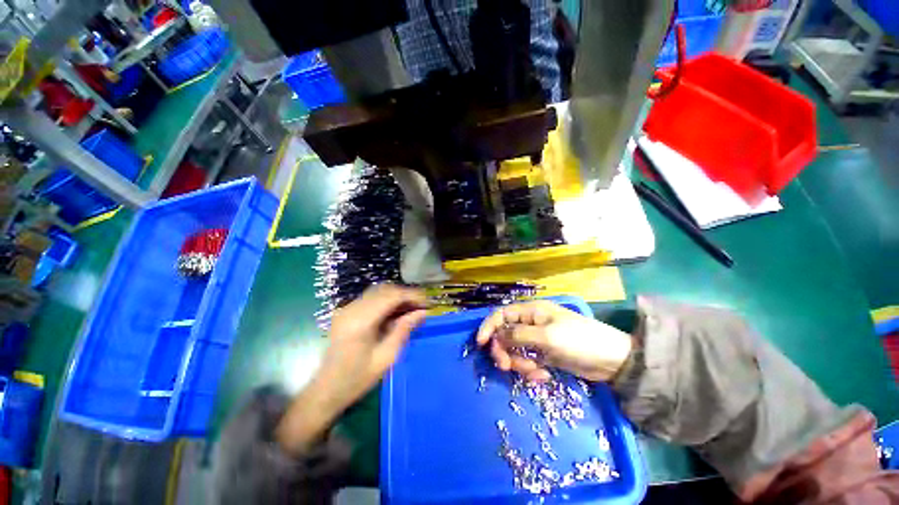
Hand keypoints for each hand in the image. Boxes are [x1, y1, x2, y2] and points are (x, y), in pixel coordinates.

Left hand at [276, 284, 426, 454]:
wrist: (326, 391)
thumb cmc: (358, 379)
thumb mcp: (387, 357)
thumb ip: (404, 330)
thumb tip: (423, 312)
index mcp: (361, 321)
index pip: (391, 296)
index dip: (412, 296)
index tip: (427, 303)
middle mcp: (352, 309)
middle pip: (385, 289)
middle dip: (406, 294)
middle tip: (421, 307)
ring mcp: (347, 308)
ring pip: (378, 291)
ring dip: (397, 296)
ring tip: (412, 309)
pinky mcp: (346, 311)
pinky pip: (371, 298)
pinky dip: (387, 301)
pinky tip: (396, 312)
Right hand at [476, 300, 632, 382]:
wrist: (612, 361)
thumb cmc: (579, 341)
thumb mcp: (547, 337)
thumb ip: (518, 336)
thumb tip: (496, 337)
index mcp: (531, 312)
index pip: (501, 315)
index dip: (488, 327)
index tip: (480, 344)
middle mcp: (530, 324)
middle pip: (505, 335)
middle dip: (504, 351)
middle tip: (506, 367)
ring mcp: (537, 340)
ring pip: (514, 351)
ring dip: (519, 364)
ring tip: (535, 374)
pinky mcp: (543, 355)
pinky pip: (527, 362)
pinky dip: (530, 371)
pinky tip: (543, 377)